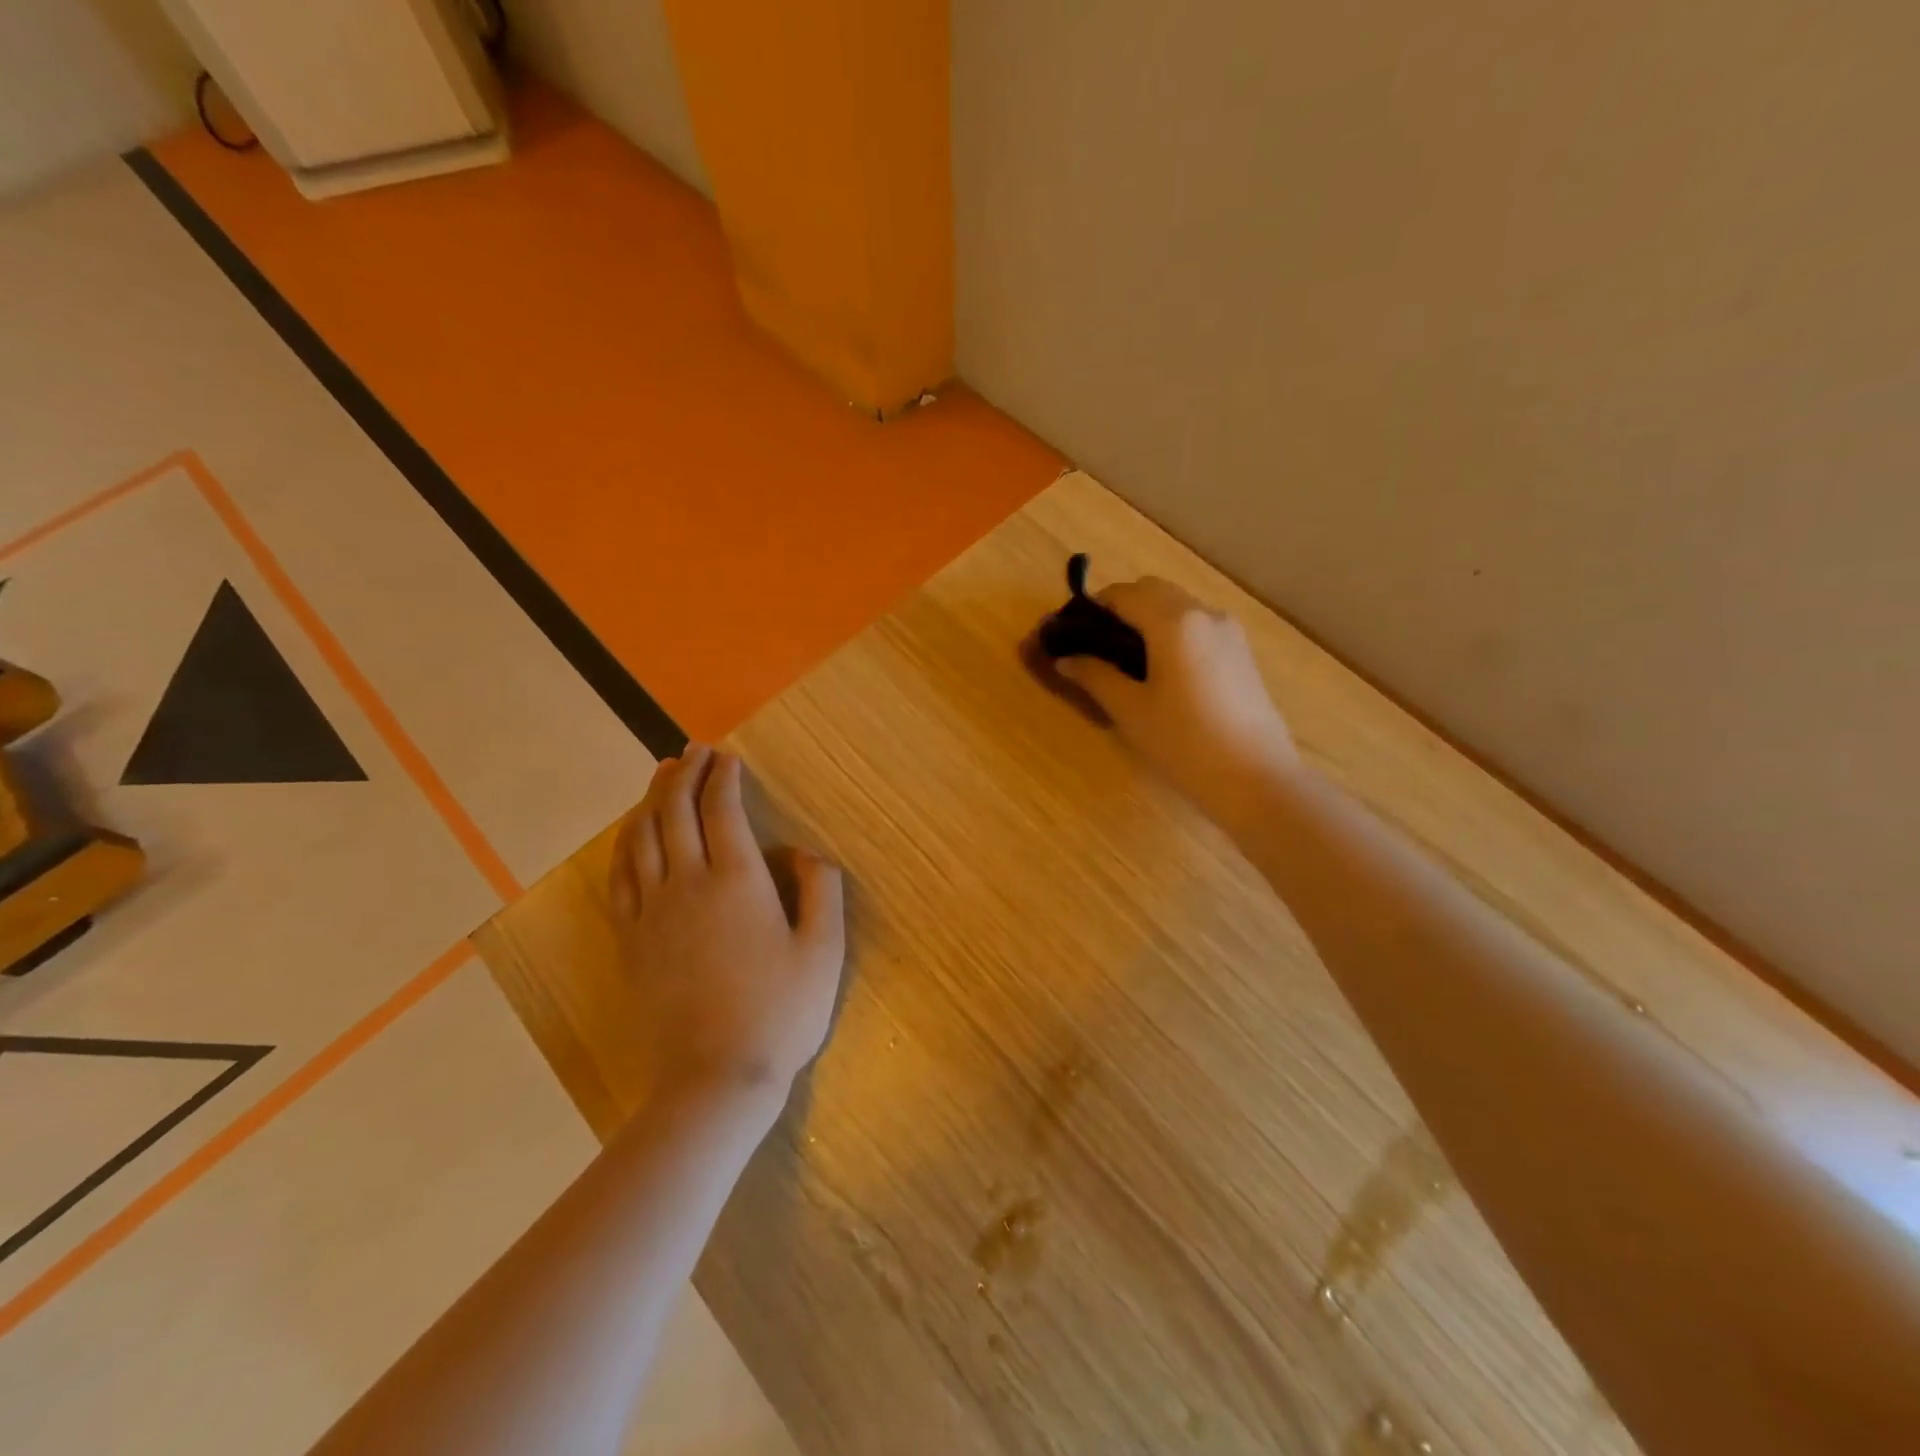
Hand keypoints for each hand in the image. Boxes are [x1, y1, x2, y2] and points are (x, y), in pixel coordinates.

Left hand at [609, 745, 845, 1102]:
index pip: (722, 809)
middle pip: (675, 811)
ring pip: (642, 837)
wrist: (714, 1079)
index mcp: (737, 880)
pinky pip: (620, 876)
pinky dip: (625, 843)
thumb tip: (802, 851)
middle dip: (684, 774)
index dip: (723, 777)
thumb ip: (820, 889)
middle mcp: (688, 883)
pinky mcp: (631, 939)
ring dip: (652, 799)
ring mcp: (652, 911)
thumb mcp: (823, 951)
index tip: (728, 757)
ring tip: (662, 776)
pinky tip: (632, 834)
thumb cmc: (779, 1013)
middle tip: (693, 752)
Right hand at [1054, 576, 1299, 820]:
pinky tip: (1161, 672)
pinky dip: (1171, 632)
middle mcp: (1204, 613)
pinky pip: (1196, 625)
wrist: (1257, 780)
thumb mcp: (1131, 711)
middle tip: (1096, 648)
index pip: (1122, 594)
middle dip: (1119, 609)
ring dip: (1146, 619)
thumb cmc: (1185, 744)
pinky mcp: (1241, 651)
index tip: (1070, 635)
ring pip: (1177, 606)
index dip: (1091, 608)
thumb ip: (1095, 676)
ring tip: (1125, 663)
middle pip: (1152, 591)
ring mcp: (1229, 630)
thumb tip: (1064, 659)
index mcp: (1174, 622)